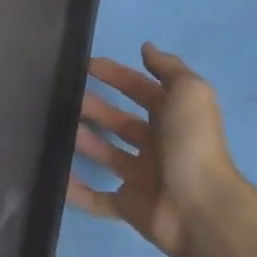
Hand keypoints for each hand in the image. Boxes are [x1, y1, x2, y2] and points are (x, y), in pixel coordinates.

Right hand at [70, 43, 244, 256]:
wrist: (200, 208)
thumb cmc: (192, 144)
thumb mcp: (189, 92)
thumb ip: (168, 68)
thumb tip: (147, 47)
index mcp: (174, 119)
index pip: (141, 90)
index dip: (117, 75)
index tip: (86, 65)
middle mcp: (159, 146)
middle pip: (121, 122)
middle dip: (95, 107)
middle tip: (65, 97)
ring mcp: (143, 178)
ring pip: (107, 155)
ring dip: (83, 141)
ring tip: (55, 128)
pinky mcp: (130, 207)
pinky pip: (98, 199)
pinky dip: (77, 191)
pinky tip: (56, 176)